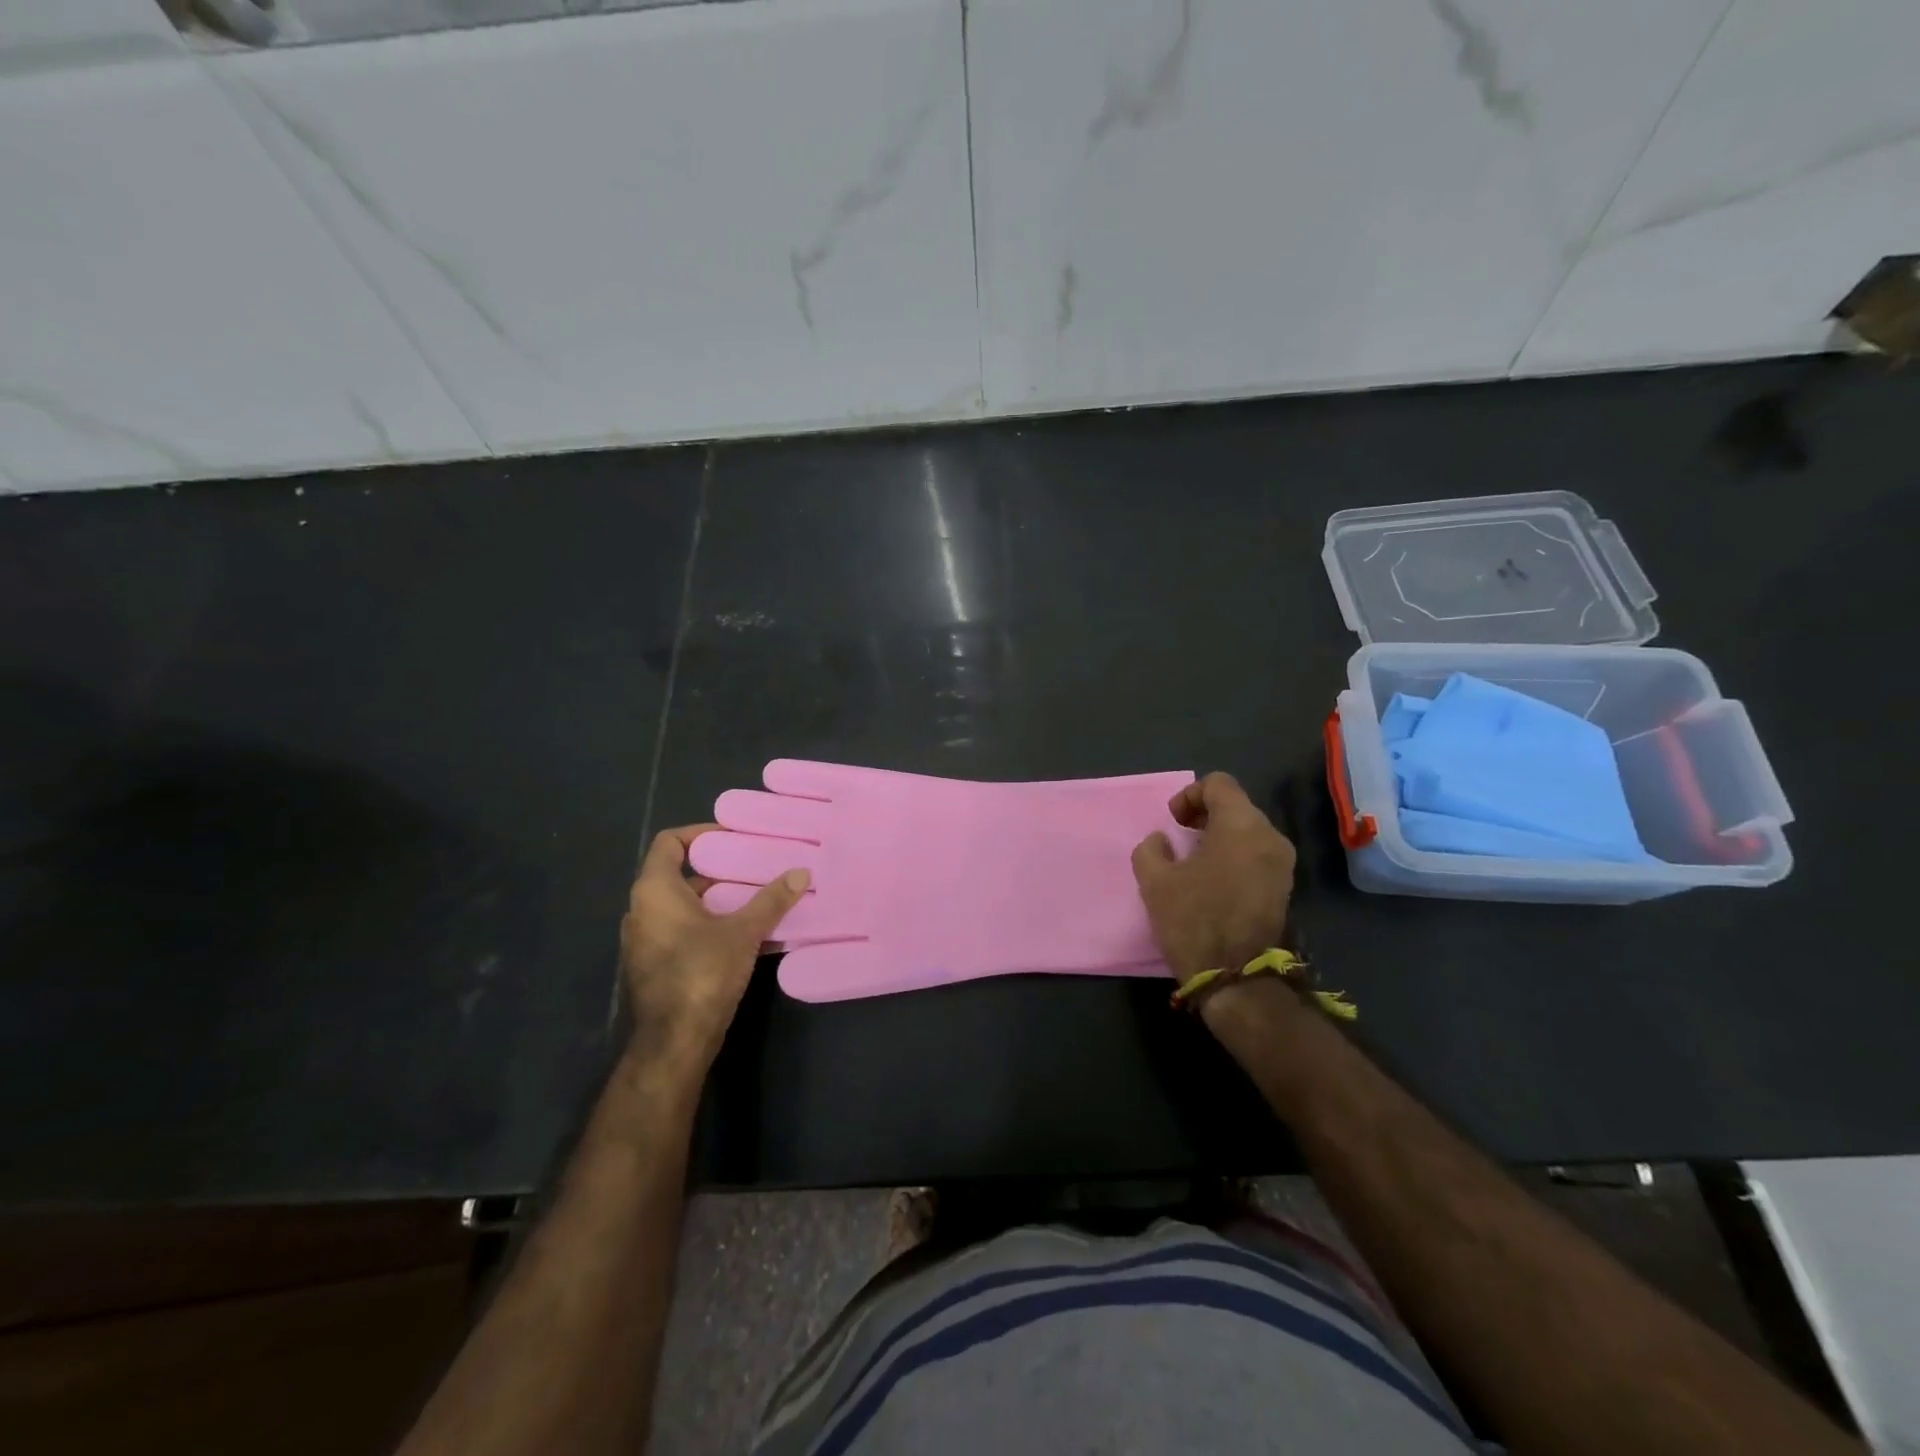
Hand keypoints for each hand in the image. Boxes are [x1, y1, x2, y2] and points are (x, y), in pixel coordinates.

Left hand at [619, 825, 809, 1076]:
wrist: (675, 1041)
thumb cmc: (702, 973)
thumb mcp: (744, 931)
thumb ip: (771, 899)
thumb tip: (801, 872)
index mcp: (655, 891)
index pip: (669, 843)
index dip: (700, 833)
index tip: (733, 837)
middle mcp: (641, 909)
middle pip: (679, 875)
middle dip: (718, 870)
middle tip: (754, 866)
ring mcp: (644, 940)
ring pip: (682, 905)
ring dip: (716, 899)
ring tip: (756, 897)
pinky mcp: (654, 965)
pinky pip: (682, 930)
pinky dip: (708, 923)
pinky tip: (744, 932)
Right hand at [1131, 772, 1296, 983]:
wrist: (1237, 978)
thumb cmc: (1195, 920)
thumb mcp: (1155, 882)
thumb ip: (1151, 849)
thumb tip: (1161, 841)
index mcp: (1242, 825)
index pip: (1218, 784)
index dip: (1189, 795)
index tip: (1173, 822)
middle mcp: (1270, 836)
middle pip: (1236, 805)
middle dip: (1204, 815)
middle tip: (1179, 838)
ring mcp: (1282, 863)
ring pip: (1248, 830)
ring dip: (1219, 836)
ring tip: (1194, 861)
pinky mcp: (1283, 886)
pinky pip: (1256, 853)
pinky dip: (1234, 855)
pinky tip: (1213, 880)